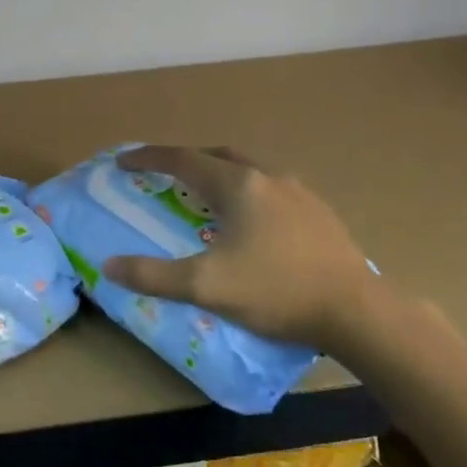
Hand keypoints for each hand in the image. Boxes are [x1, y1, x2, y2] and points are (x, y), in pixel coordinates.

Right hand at [102, 146, 380, 349]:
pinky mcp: (319, 213)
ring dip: (220, 174)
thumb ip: (154, 276)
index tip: (125, 162)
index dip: (150, 158)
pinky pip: (272, 188)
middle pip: (218, 156)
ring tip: (206, 197)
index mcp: (238, 185)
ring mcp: (299, 193)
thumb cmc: (277, 291)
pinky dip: (247, 192)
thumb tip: (110, 266)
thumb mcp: (206, 287)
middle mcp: (268, 177)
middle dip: (187, 161)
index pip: (183, 160)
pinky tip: (251, 222)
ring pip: (249, 170)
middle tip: (165, 177)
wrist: (357, 311)